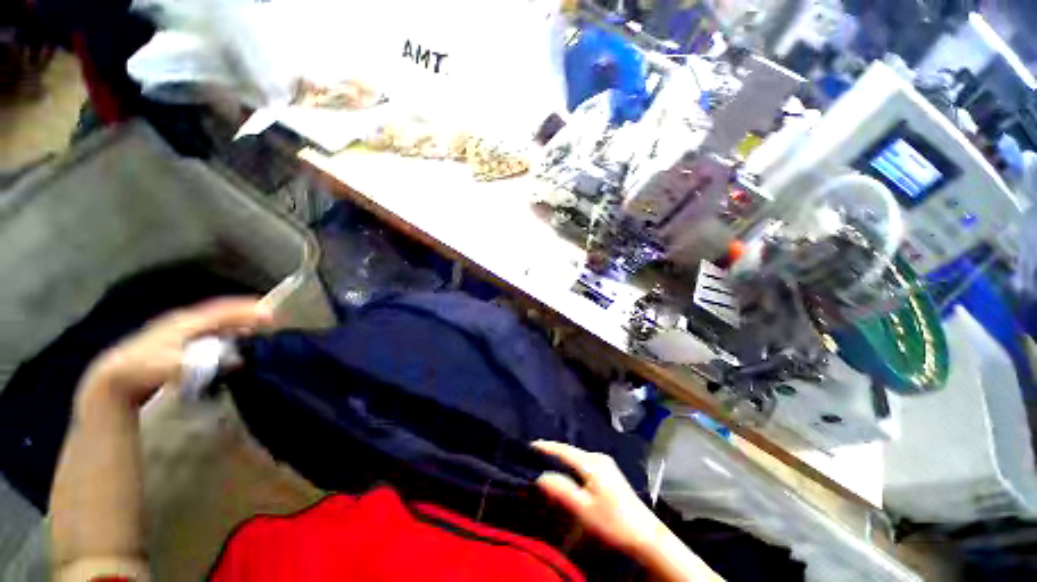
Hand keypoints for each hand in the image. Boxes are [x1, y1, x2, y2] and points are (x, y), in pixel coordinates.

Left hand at [78, 298, 272, 410]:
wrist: (113, 379)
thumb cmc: (143, 370)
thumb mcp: (171, 367)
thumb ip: (205, 362)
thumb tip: (237, 359)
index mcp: (186, 321)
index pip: (223, 310)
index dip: (247, 310)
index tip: (271, 314)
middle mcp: (185, 320)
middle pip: (221, 312)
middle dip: (245, 314)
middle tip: (269, 320)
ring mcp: (178, 330)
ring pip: (213, 321)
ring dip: (234, 324)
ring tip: (253, 330)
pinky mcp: (175, 341)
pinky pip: (206, 331)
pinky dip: (222, 332)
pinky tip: (228, 342)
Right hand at [532, 440, 663, 552]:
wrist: (646, 534)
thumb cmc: (613, 522)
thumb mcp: (583, 509)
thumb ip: (561, 490)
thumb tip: (540, 475)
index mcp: (592, 463)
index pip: (564, 450)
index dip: (546, 447)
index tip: (530, 445)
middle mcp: (598, 457)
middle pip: (571, 451)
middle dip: (553, 451)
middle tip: (535, 454)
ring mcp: (605, 463)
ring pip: (578, 456)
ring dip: (562, 458)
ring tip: (546, 461)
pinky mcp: (609, 471)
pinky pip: (584, 462)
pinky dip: (572, 463)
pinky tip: (567, 470)